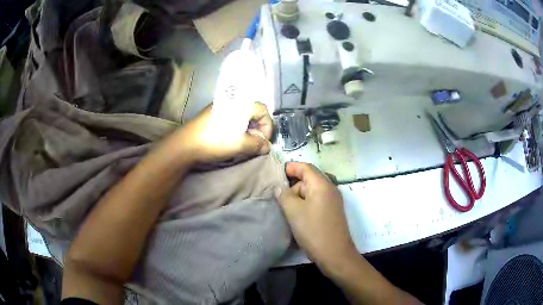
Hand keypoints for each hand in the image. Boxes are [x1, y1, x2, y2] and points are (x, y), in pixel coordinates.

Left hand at [173, 102, 272, 163]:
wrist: (186, 144)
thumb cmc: (216, 141)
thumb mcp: (241, 145)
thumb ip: (258, 145)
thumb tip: (267, 147)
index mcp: (241, 103)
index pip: (263, 111)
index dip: (267, 127)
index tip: (263, 142)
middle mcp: (232, 100)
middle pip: (253, 112)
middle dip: (257, 129)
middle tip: (254, 144)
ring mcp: (220, 105)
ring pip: (242, 115)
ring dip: (247, 129)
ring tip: (243, 143)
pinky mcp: (212, 112)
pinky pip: (231, 116)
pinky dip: (236, 127)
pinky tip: (230, 139)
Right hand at [276, 162, 357, 269]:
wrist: (334, 254)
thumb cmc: (313, 230)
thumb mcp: (294, 211)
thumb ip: (284, 195)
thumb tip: (280, 188)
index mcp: (322, 184)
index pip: (306, 167)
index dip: (291, 167)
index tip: (276, 173)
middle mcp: (330, 189)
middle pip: (309, 178)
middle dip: (293, 184)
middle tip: (279, 195)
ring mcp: (333, 201)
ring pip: (312, 191)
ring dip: (298, 195)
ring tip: (286, 207)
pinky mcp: (332, 211)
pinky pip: (317, 200)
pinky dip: (305, 203)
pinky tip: (297, 214)